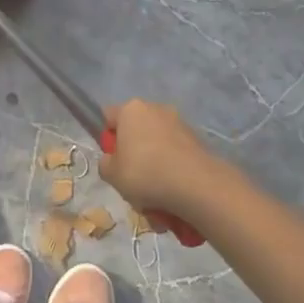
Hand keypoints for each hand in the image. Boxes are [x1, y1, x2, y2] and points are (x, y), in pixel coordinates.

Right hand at [100, 99, 231, 223]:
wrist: (196, 185)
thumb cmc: (145, 173)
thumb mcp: (111, 174)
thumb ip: (106, 163)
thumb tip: (113, 160)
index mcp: (131, 109)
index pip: (109, 116)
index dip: (108, 138)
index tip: (113, 159)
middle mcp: (156, 108)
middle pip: (136, 130)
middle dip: (134, 152)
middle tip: (133, 179)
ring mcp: (179, 123)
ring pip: (157, 145)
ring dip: (154, 165)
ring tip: (155, 194)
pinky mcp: (197, 140)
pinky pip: (176, 155)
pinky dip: (172, 170)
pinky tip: (173, 193)